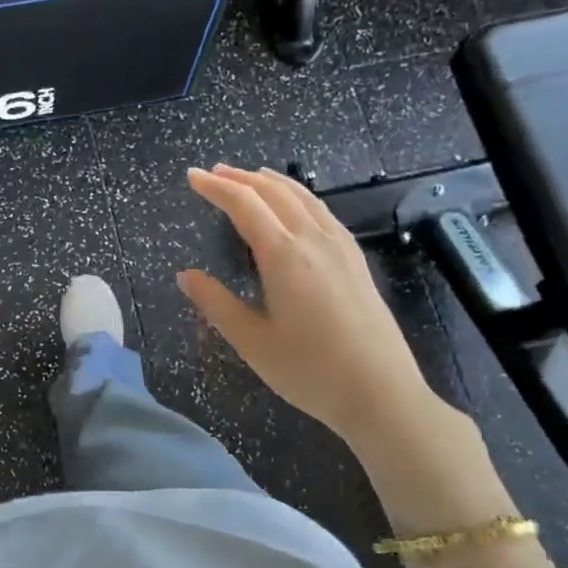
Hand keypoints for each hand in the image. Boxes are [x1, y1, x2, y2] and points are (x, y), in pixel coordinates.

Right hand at [177, 165, 452, 452]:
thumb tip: (185, 276)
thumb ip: (216, 303)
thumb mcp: (252, 342)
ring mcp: (341, 248)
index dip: (215, 188)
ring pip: (303, 198)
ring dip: (272, 182)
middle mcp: (314, 241)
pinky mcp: (356, 261)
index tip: (191, 176)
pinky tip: (296, 206)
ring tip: (250, 176)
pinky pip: (322, 212)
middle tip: (214, 172)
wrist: (381, 394)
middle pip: (274, 193)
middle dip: (241, 178)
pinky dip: (299, 197)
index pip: (244, 206)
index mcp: (284, 256)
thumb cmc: (310, 371)